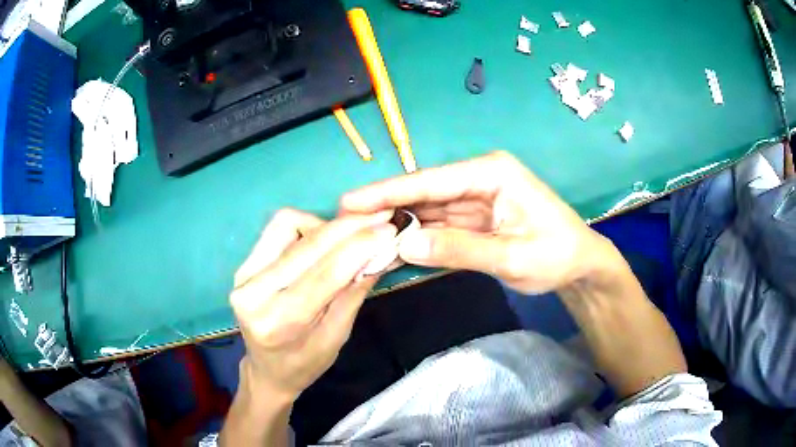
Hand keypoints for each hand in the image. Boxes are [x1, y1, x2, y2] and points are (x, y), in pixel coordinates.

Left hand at [229, 209, 395, 400]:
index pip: (324, 275)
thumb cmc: (305, 363)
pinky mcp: (243, 264)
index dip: (359, 248)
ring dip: (325, 226)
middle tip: (380, 220)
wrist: (266, 369)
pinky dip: (306, 227)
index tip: (389, 231)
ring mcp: (244, 275)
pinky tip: (323, 240)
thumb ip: (354, 293)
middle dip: (348, 228)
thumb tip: (380, 253)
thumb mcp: (337, 337)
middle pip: (306, 245)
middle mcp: (253, 294)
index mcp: (278, 323)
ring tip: (349, 238)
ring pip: (288, 225)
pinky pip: (278, 229)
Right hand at [341, 151, 612, 293]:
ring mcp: (476, 197)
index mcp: (491, 172)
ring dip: (398, 223)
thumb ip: (458, 249)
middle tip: (345, 221)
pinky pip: (439, 224)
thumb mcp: (511, 255)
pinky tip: (392, 244)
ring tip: (361, 234)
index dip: (388, 191)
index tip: (350, 201)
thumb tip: (402, 245)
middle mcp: (479, 178)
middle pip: (424, 192)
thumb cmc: (555, 254)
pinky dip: (417, 236)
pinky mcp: (475, 217)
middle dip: (386, 207)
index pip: (431, 180)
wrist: (579, 265)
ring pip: (428, 209)